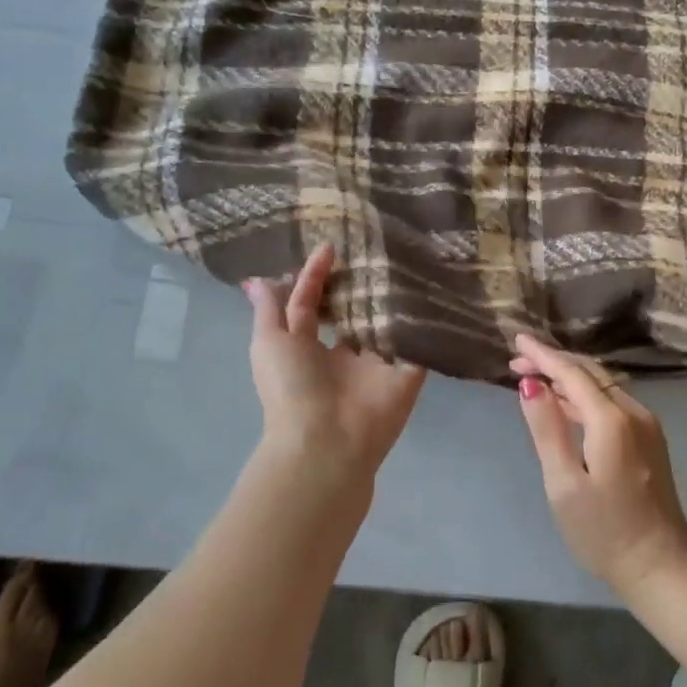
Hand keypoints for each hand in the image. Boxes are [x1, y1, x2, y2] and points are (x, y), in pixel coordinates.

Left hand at [245, 245, 426, 483]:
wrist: (326, 441)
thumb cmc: (291, 388)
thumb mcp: (268, 343)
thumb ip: (269, 310)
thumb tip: (255, 280)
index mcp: (308, 349)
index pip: (311, 304)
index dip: (316, 276)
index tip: (330, 246)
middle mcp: (344, 356)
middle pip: (353, 312)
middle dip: (360, 284)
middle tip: (374, 247)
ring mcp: (378, 365)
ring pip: (388, 324)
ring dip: (394, 297)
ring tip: (405, 258)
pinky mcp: (408, 373)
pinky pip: (419, 342)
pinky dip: (425, 321)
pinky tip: (431, 287)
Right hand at [511, 333, 686, 598]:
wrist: (660, 567)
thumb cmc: (603, 531)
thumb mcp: (563, 483)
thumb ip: (547, 428)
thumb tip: (530, 384)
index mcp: (612, 420)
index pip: (572, 372)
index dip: (543, 354)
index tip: (516, 339)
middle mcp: (634, 412)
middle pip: (591, 372)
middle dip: (554, 361)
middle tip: (518, 361)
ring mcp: (646, 425)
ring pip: (603, 385)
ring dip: (569, 377)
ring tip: (535, 378)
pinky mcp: (649, 439)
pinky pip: (613, 402)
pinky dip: (586, 394)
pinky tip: (566, 403)